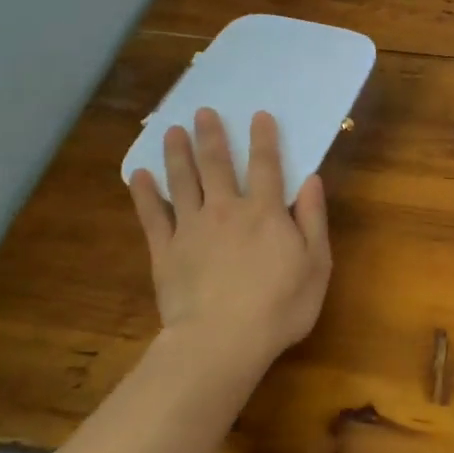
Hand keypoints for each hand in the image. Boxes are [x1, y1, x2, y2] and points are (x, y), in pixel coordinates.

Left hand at [127, 108, 331, 374]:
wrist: (222, 340)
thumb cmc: (280, 306)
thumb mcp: (316, 264)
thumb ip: (312, 219)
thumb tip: (311, 180)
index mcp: (265, 212)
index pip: (266, 166)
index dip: (263, 139)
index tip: (258, 115)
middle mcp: (226, 210)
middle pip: (217, 165)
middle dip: (211, 136)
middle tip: (202, 112)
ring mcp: (191, 228)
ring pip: (182, 181)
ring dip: (177, 154)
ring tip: (172, 131)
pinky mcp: (165, 251)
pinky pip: (152, 216)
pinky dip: (144, 194)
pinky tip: (137, 176)